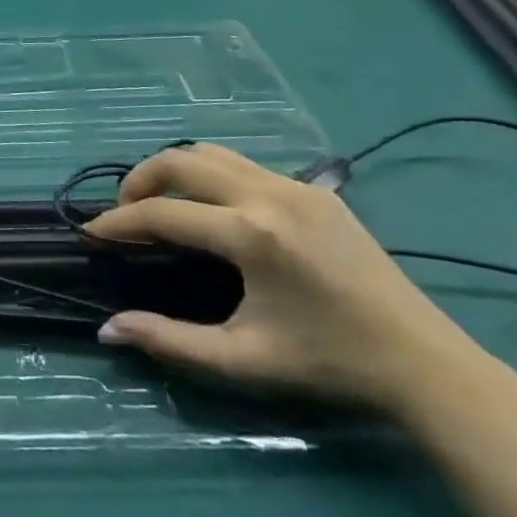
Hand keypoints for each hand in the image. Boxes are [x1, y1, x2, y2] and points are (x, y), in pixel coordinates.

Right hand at [84, 144, 495, 419]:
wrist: (424, 362)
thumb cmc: (329, 363)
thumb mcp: (244, 359)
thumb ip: (171, 342)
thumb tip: (108, 329)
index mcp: (251, 234)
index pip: (164, 214)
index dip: (120, 222)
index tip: (92, 232)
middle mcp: (269, 193)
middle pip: (181, 161)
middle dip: (140, 179)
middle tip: (122, 210)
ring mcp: (295, 185)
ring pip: (213, 153)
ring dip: (175, 170)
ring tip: (159, 201)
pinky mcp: (316, 188)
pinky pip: (244, 163)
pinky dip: (210, 174)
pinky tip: (211, 207)